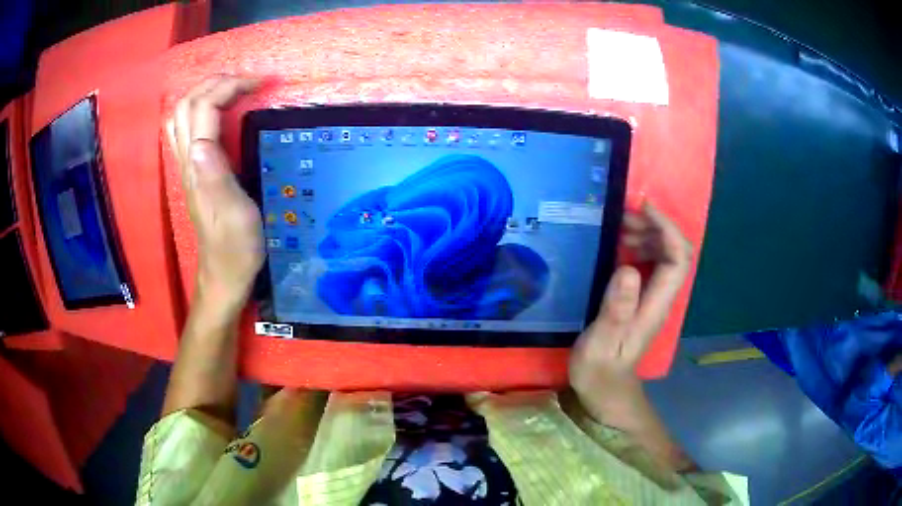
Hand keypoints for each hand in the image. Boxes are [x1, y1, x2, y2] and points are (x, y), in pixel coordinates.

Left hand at [166, 76, 262, 310]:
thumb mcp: (235, 215)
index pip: (203, 109)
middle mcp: (187, 161)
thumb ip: (216, 178)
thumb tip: (201, 142)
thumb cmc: (236, 248)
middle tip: (246, 82)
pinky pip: (187, 130)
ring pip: (181, 115)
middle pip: (186, 105)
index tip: (260, 83)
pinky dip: (202, 110)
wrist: (224, 275)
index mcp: (199, 168)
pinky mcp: (194, 172)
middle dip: (215, 83)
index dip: (229, 87)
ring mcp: (188, 166)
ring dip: (205, 93)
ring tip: (232, 90)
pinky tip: (220, 113)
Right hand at [569, 203, 691, 419]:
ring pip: (664, 254)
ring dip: (647, 233)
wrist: (604, 389)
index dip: (667, 228)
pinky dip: (638, 245)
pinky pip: (650, 263)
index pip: (678, 258)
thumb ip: (616, 309)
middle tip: (622, 215)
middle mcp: (661, 297)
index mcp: (656, 305)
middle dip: (655, 225)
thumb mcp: (601, 342)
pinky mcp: (642, 298)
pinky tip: (618, 244)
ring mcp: (653, 297)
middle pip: (675, 251)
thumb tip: (628, 269)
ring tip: (618, 225)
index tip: (643, 207)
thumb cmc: (600, 369)